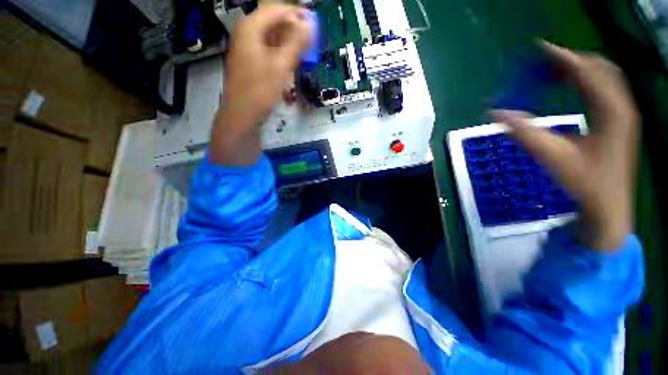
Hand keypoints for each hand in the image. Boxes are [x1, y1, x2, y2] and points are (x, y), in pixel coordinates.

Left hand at [211, 4, 312, 164]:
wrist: (241, 113)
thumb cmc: (260, 90)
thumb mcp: (281, 66)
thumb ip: (296, 43)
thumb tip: (311, 23)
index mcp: (251, 27)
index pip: (277, 9)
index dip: (297, 14)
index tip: (314, 25)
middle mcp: (246, 32)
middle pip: (273, 21)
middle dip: (293, 29)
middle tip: (309, 43)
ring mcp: (246, 46)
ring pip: (271, 36)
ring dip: (288, 41)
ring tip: (302, 53)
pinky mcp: (249, 59)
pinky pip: (267, 48)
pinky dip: (280, 52)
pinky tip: (289, 61)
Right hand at [492, 41, 639, 250]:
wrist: (607, 205)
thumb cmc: (584, 183)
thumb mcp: (551, 157)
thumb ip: (524, 133)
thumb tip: (495, 113)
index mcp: (611, 112)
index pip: (587, 72)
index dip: (563, 57)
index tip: (540, 48)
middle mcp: (621, 106)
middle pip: (599, 68)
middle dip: (571, 60)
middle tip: (543, 62)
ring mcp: (622, 113)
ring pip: (603, 77)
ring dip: (578, 69)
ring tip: (553, 71)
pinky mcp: (617, 120)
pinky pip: (602, 89)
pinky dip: (584, 81)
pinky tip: (569, 87)